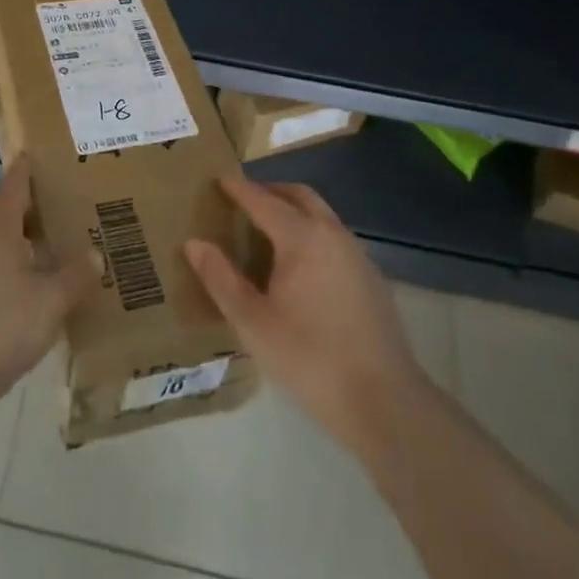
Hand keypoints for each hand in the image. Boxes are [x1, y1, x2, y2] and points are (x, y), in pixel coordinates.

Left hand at [0, 158, 99, 428]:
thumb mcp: (47, 302)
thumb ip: (74, 276)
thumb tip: (95, 254)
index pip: (17, 181)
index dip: (37, 166)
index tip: (61, 157)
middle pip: (13, 215)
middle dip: (45, 212)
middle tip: (84, 210)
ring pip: (5, 250)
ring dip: (34, 250)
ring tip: (72, 255)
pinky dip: (20, 281)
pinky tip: (43, 300)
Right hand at [186, 176, 426, 459]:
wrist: (383, 399)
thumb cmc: (309, 357)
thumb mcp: (252, 322)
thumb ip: (221, 279)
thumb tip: (195, 243)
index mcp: (302, 237)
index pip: (263, 200)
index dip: (239, 188)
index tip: (219, 178)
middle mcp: (332, 234)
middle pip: (299, 196)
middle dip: (270, 190)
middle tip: (244, 199)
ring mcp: (357, 254)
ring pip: (321, 215)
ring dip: (294, 210)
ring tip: (267, 229)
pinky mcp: (371, 277)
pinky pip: (334, 237)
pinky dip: (311, 232)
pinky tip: (300, 265)